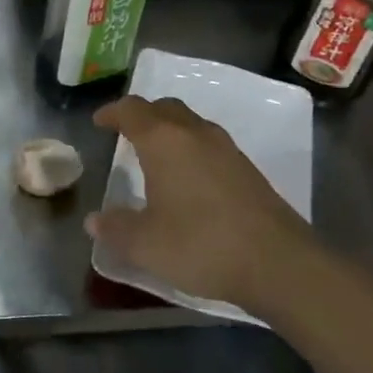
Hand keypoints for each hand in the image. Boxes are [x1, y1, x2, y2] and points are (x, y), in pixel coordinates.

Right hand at [88, 96, 315, 312]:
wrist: (278, 263)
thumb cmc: (201, 244)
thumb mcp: (146, 244)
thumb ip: (116, 229)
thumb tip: (94, 221)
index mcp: (164, 141)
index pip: (132, 110)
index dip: (112, 113)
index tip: (99, 122)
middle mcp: (195, 134)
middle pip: (164, 108)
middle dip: (142, 116)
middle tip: (126, 133)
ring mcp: (226, 149)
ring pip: (190, 124)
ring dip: (169, 131)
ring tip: (155, 156)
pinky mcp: (247, 168)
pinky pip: (209, 144)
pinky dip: (190, 149)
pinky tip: (188, 179)